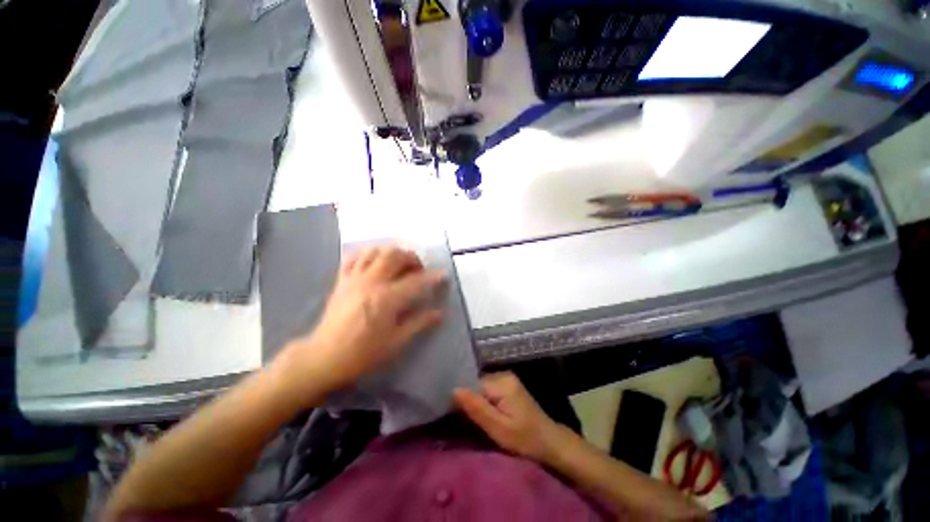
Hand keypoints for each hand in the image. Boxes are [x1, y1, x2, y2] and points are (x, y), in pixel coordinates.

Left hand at [279, 246, 444, 392]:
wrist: (324, 358)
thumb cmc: (363, 353)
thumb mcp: (396, 342)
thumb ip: (419, 323)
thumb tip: (439, 313)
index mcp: (386, 299)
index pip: (416, 282)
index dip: (432, 277)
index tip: (443, 274)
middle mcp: (371, 282)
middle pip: (395, 255)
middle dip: (411, 258)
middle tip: (418, 269)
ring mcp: (354, 278)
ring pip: (375, 251)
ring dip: (391, 252)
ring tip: (398, 264)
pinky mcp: (342, 280)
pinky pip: (354, 257)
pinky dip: (368, 254)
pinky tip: (375, 261)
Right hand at [454, 372, 565, 463]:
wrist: (550, 441)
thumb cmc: (525, 439)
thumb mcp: (499, 429)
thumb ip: (477, 408)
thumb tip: (454, 389)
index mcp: (502, 382)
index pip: (472, 384)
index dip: (462, 399)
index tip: (453, 415)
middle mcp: (503, 374)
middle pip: (476, 384)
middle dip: (469, 400)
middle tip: (463, 421)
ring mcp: (507, 378)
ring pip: (481, 387)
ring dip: (475, 401)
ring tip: (472, 418)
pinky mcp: (508, 385)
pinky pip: (488, 389)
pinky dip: (483, 400)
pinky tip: (483, 413)